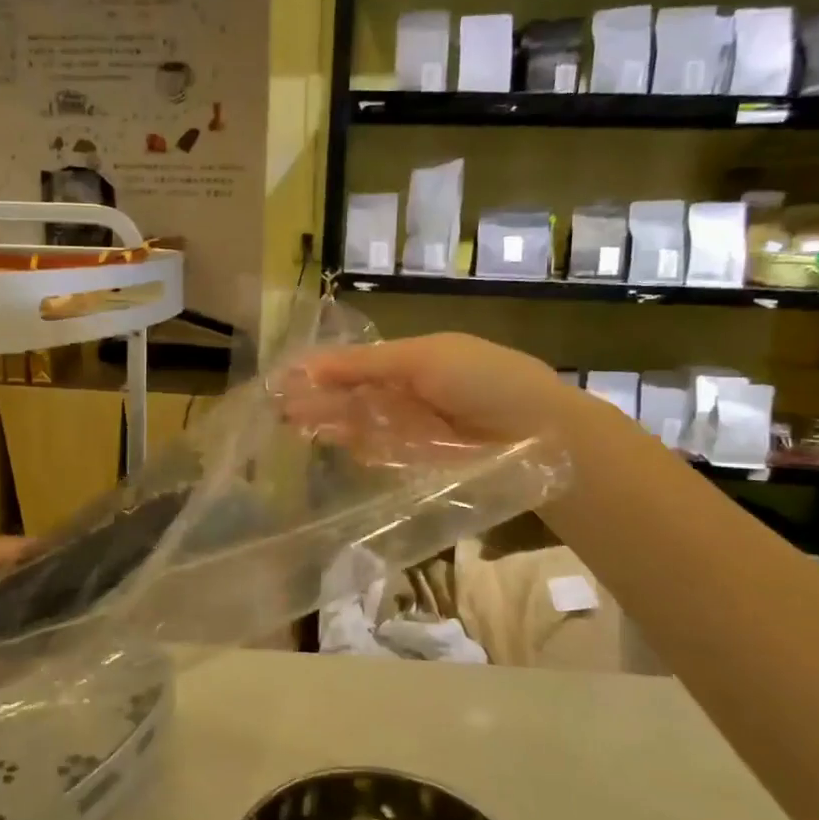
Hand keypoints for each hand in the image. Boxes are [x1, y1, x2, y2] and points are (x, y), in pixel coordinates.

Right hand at [282, 333, 571, 449]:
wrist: (540, 433)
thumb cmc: (483, 380)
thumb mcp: (423, 358)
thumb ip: (365, 365)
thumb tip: (310, 365)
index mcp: (410, 359)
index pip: (354, 363)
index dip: (321, 368)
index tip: (285, 376)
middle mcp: (406, 392)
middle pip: (351, 395)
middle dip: (317, 398)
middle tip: (279, 407)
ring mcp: (411, 428)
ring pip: (359, 424)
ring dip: (327, 423)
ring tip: (291, 425)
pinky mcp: (417, 461)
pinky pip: (377, 452)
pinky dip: (353, 448)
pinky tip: (325, 445)